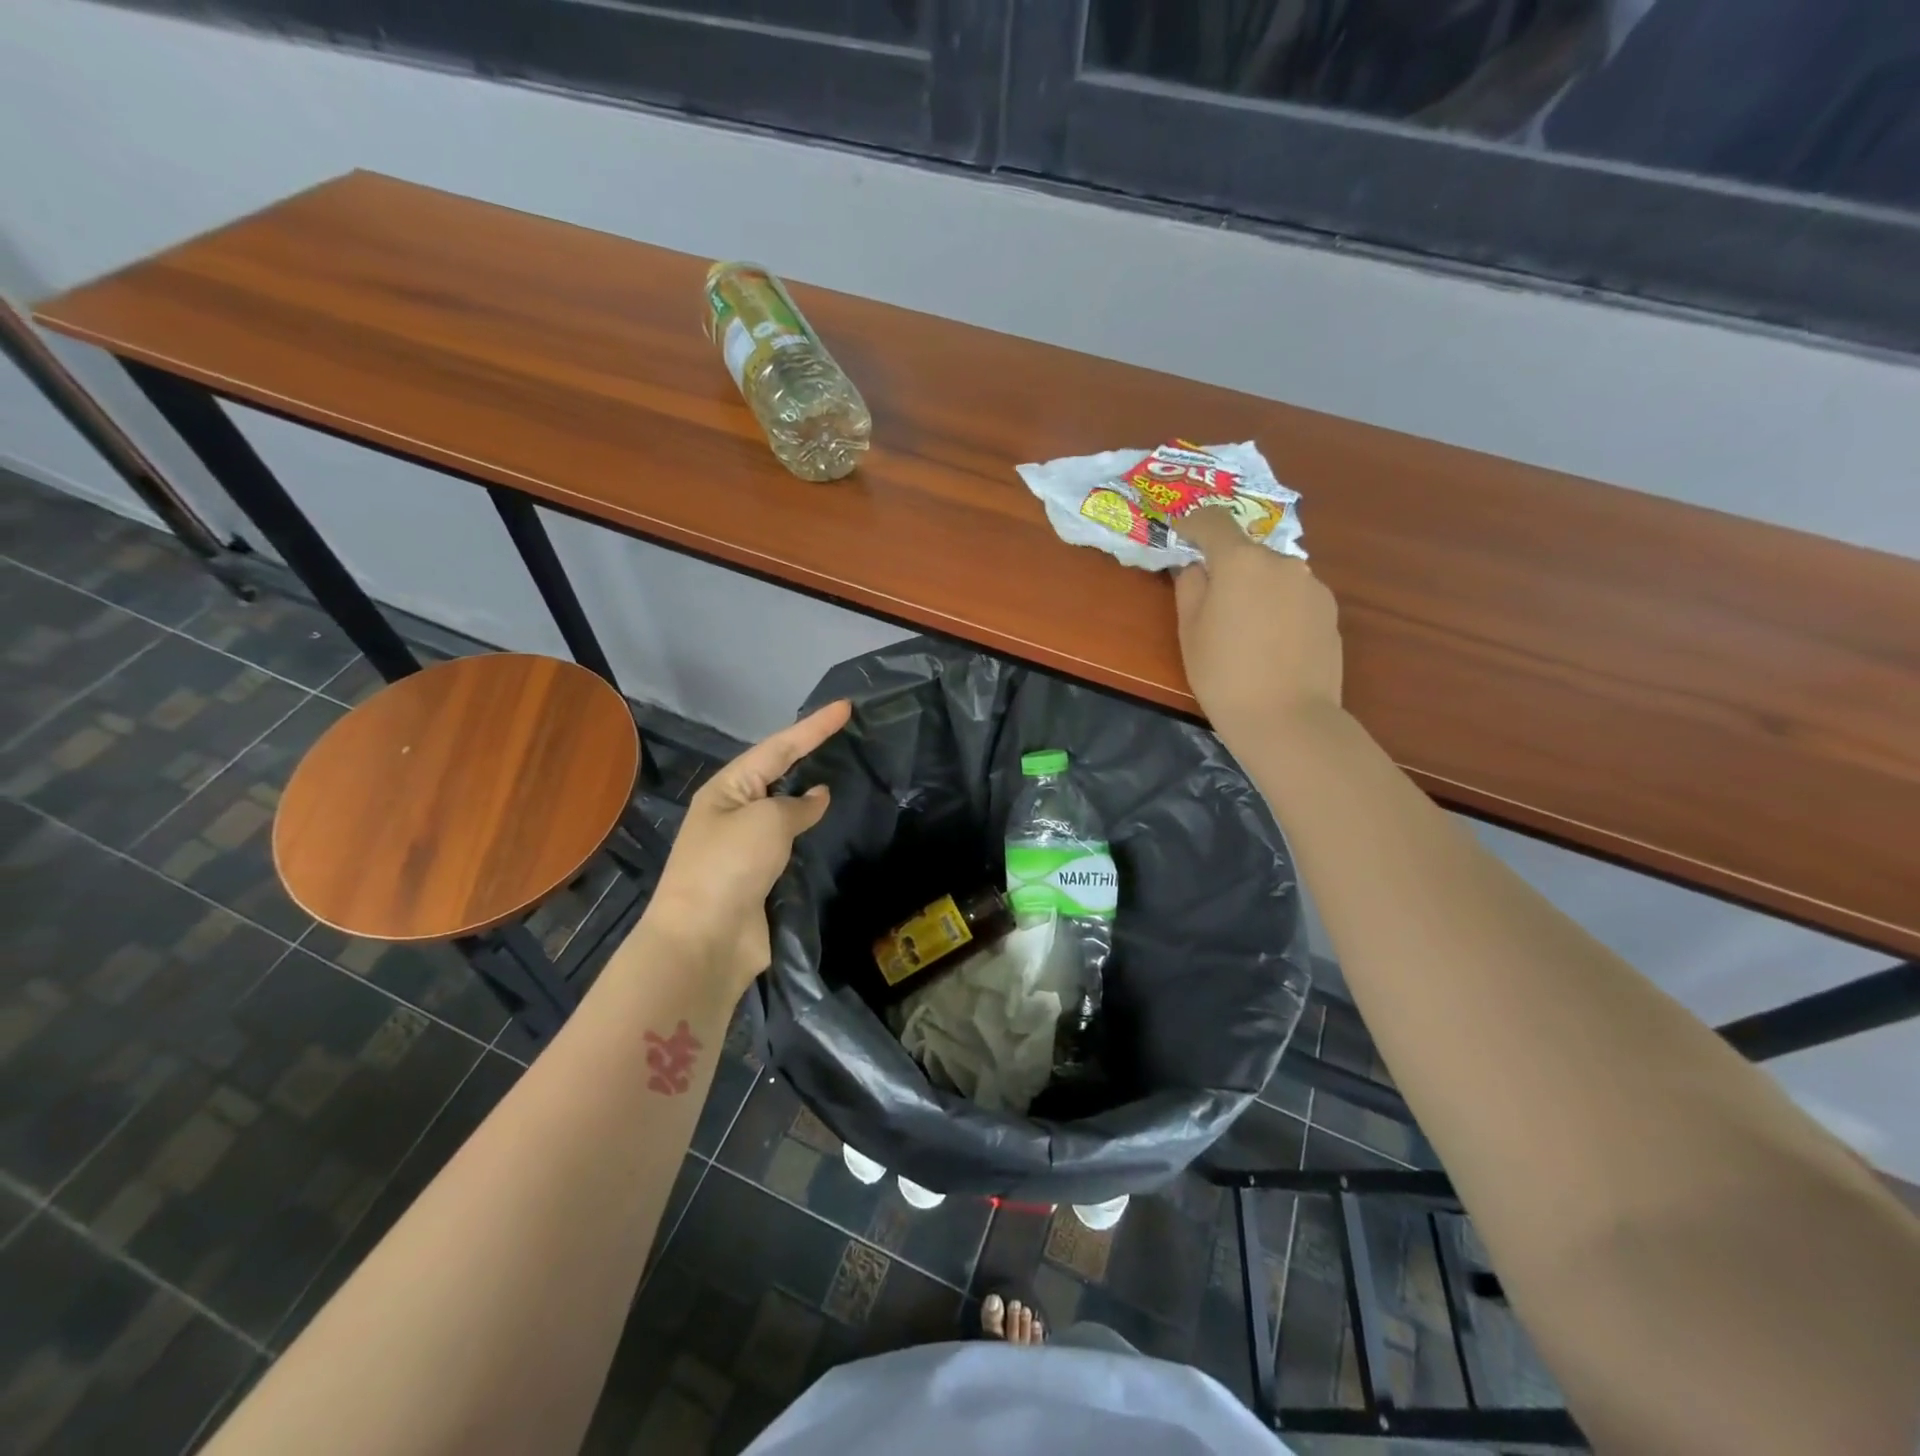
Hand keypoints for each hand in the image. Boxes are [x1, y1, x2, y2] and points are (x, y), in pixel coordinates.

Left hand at [645, 699, 851, 990]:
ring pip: (786, 810)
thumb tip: (817, 797)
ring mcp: (746, 847)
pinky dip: (811, 833)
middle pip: (778, 773)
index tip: (846, 707)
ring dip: (811, 795)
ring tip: (845, 776)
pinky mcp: (760, 879)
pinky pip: (791, 844)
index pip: (778, 747)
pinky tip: (831, 827)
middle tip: (846, 735)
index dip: (814, 727)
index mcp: (727, 790)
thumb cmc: (730, 866)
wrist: (704, 940)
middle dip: (809, 753)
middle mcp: (734, 813)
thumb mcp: (767, 821)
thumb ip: (797, 805)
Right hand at [1173, 506, 1343, 745]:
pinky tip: (1271, 644)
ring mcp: (1312, 585)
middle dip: (1227, 568)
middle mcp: (1282, 562)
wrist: (1288, 719)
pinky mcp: (1330, 611)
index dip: (1193, 522)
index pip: (1214, 522)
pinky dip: (1278, 608)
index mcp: (1241, 561)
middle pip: (1247, 552)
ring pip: (1273, 575)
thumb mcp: (1190, 631)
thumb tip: (1197, 568)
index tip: (1179, 531)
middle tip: (1211, 602)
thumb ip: (1190, 588)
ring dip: (1256, 589)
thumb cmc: (1224, 675)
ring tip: (1245, 631)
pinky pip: (1294, 597)